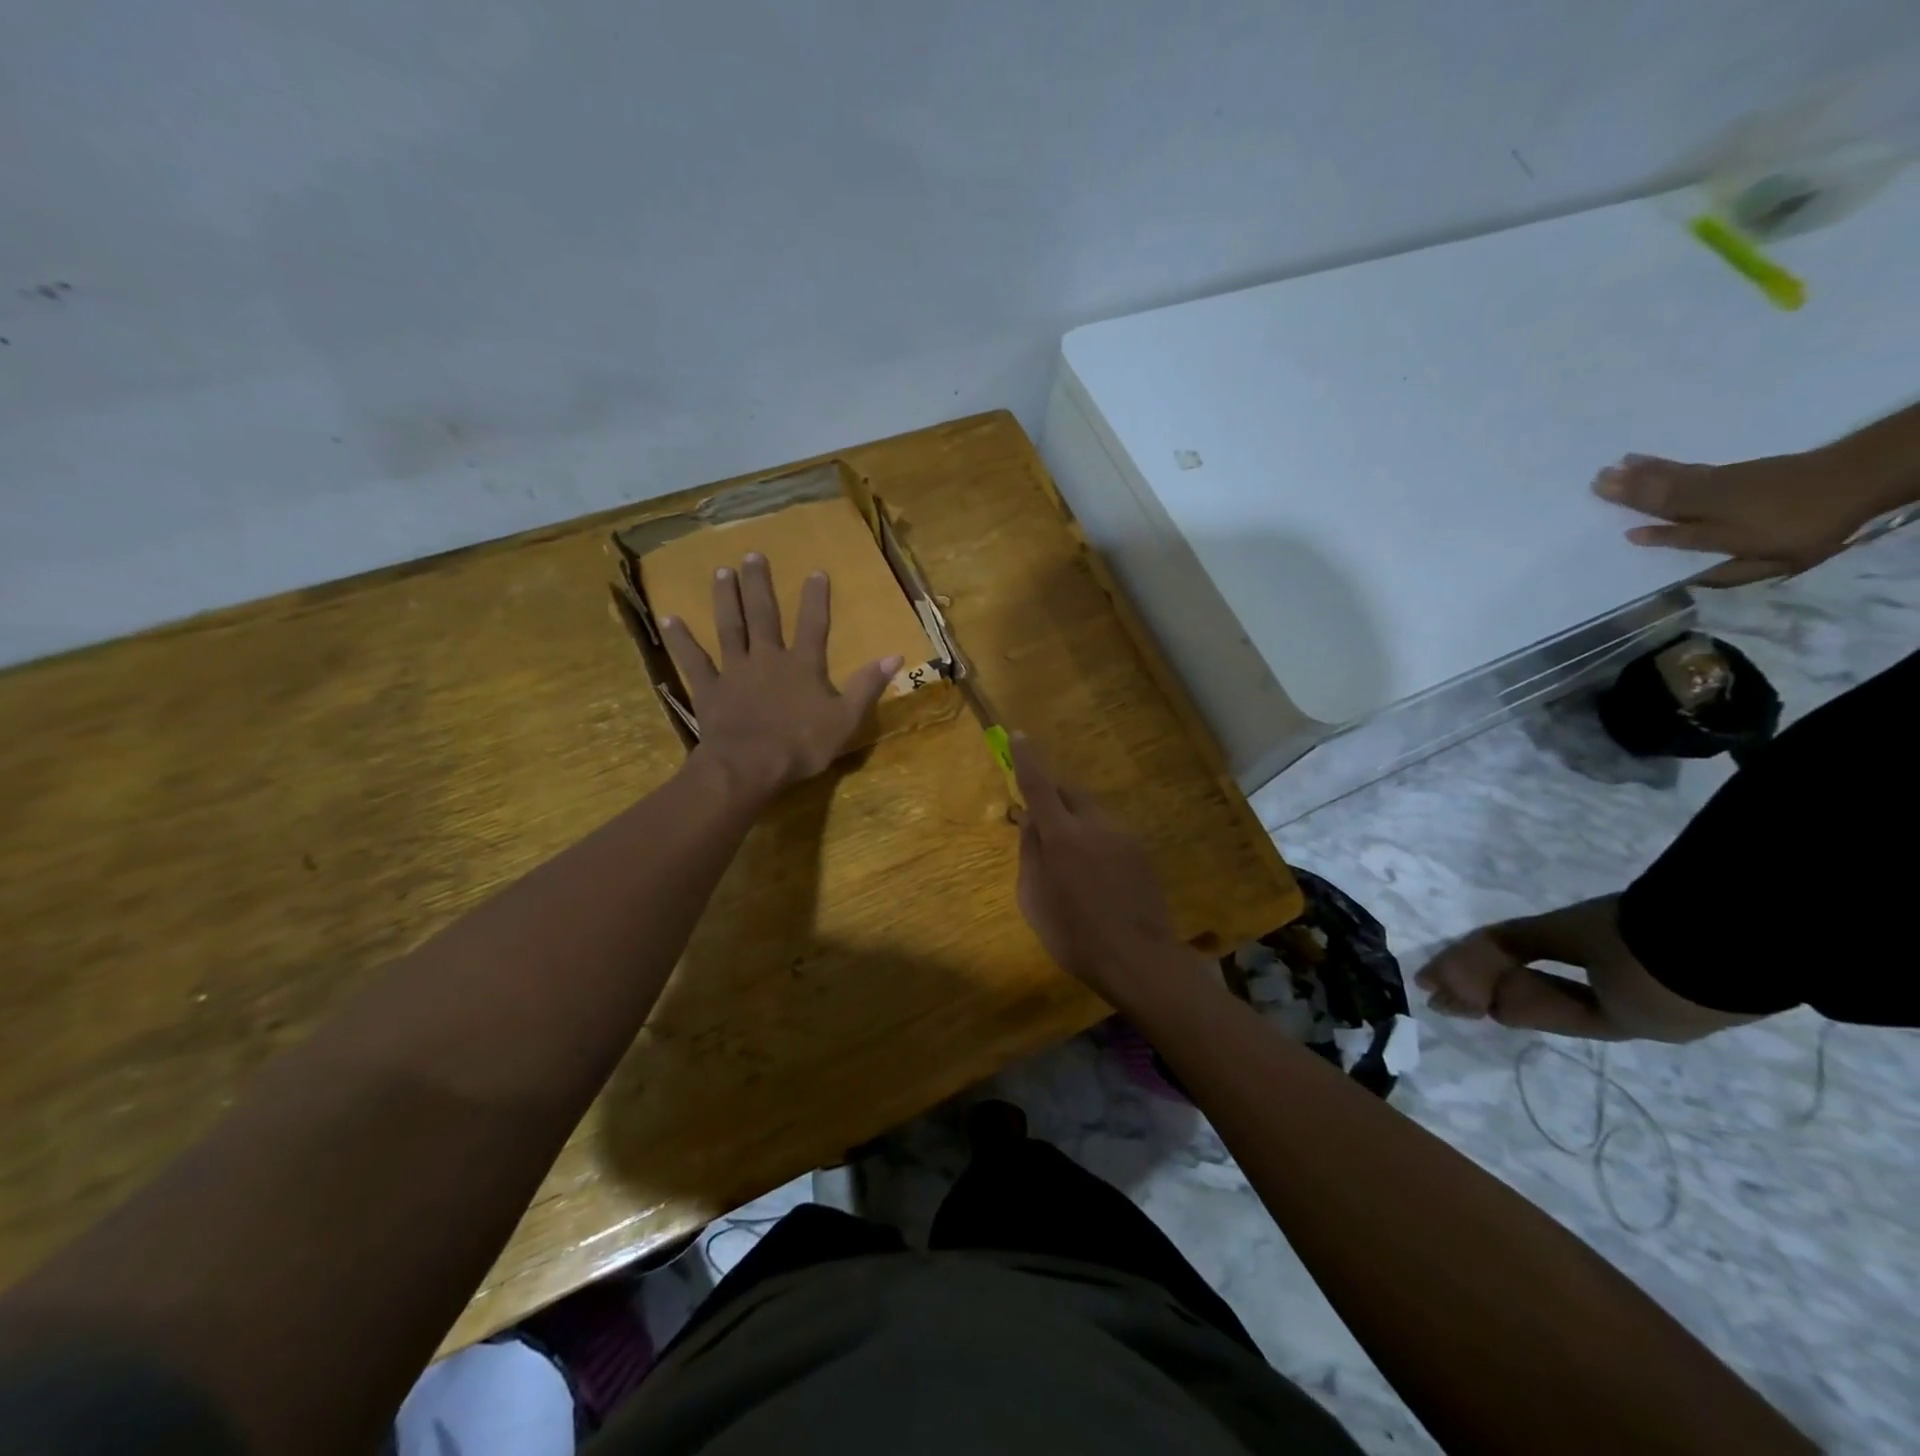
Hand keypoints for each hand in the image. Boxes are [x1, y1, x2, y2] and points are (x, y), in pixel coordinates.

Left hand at [660, 553, 901, 800]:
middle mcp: (767, 658)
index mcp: (802, 666)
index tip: (815, 571)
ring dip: (725, 599)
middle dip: (760, 584)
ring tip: (720, 571)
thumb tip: (894, 655)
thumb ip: (867, 686)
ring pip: (729, 628)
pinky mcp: (709, 690)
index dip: (816, 598)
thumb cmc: (801, 745)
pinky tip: (670, 619)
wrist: (749, 767)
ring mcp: (734, 672)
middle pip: (763, 615)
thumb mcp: (845, 719)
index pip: (813, 624)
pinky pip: (693, 661)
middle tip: (753, 555)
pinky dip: (682, 641)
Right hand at [1009, 734, 1205, 1004]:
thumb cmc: (1074, 935)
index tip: (1018, 737)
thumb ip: (1030, 853)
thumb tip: (1030, 821)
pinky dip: (1095, 840)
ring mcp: (1123, 836)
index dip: (1026, 759)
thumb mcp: (1033, 898)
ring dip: (1075, 822)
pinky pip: (1110, 833)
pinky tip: (1096, 876)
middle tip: (1040, 817)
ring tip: (1070, 861)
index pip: (1039, 785)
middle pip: (1070, 792)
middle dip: (1052, 794)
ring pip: (1091, 813)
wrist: (1139, 959)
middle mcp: (1095, 825)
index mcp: (1062, 835)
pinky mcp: (1141, 852)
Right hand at [1592, 449, 1880, 586]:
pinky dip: (1659, 464)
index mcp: (1721, 533)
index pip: (1678, 536)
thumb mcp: (1778, 563)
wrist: (1855, 477)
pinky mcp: (1726, 470)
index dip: (1655, 537)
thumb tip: (1690, 580)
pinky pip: (1682, 468)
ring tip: (1608, 468)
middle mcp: (1712, 506)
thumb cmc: (1811, 528)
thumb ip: (1732, 573)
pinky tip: (1641, 460)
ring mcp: (1719, 484)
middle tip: (1595, 482)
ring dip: (1636, 475)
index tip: (1625, 535)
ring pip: (1668, 480)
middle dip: (1628, 492)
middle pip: (1663, 499)